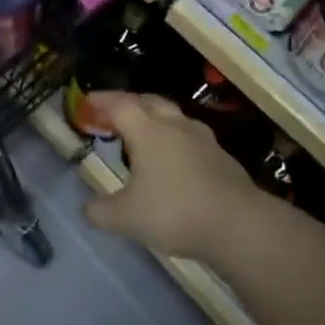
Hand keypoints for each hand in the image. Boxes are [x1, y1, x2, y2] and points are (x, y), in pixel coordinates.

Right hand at [82, 93, 261, 261]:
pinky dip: (175, 138)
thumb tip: (86, 208)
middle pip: (148, 101)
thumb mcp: (127, 218)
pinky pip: (190, 135)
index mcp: (147, 130)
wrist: (238, 224)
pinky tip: (174, 159)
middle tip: (114, 113)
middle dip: (128, 102)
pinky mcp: (220, 155)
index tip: (87, 100)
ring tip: (144, 133)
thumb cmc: (175, 212)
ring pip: (172, 115)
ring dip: (154, 117)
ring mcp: (201, 138)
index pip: (119, 104)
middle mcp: (173, 125)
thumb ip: (101, 212)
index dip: (101, 100)